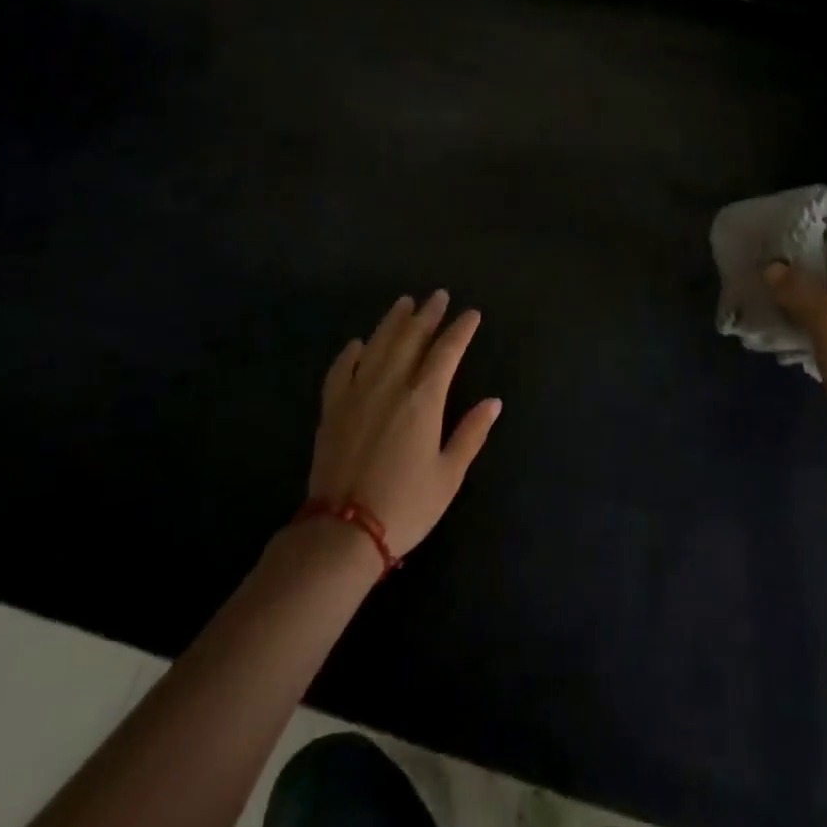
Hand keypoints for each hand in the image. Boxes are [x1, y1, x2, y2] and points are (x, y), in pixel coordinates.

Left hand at [306, 291, 502, 557]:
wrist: (342, 531)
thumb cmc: (405, 505)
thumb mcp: (448, 475)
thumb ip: (470, 433)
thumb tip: (494, 402)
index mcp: (424, 398)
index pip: (447, 351)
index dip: (461, 330)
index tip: (471, 314)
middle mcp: (391, 384)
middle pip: (411, 337)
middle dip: (428, 314)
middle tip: (438, 296)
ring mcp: (357, 392)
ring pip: (378, 344)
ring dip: (394, 321)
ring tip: (405, 303)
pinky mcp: (332, 407)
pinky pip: (341, 369)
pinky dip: (352, 352)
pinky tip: (359, 343)